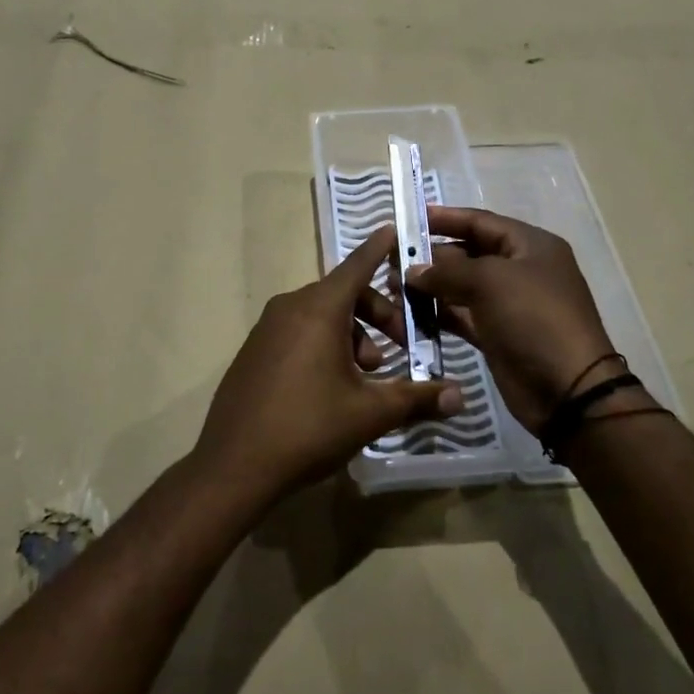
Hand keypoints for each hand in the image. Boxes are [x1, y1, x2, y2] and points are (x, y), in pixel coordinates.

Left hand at [195, 226, 462, 502]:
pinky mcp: (255, 350)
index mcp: (318, 309)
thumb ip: (417, 398)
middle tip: (400, 348)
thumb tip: (460, 397)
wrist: (234, 465)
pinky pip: (298, 331)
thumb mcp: (370, 413)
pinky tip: (334, 385)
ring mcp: (267, 328)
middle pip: (343, 294)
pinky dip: (324, 344)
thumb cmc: (308, 427)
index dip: (379, 248)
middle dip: (378, 315)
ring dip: (352, 335)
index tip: (395, 228)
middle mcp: (290, 307)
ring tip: (367, 376)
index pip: (357, 265)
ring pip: (321, 316)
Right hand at [408, 207, 615, 431]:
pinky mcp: (497, 335)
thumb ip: (447, 271)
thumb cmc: (534, 319)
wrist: (568, 390)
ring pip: (461, 287)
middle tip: (392, 260)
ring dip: (430, 286)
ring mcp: (508, 305)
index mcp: (530, 246)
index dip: (445, 218)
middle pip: (468, 253)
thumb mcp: (490, 282)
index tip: (410, 218)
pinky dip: (437, 313)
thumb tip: (412, 270)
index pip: (481, 222)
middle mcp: (520, 270)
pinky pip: (461, 315)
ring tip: (394, 287)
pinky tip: (408, 312)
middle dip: (432, 256)